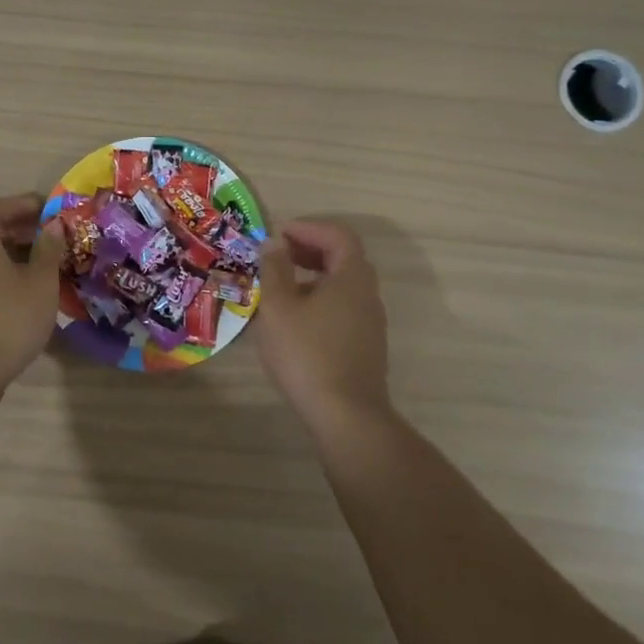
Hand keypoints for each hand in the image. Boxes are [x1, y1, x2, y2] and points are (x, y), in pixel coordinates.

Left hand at [0, 193, 61, 392]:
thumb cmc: (9, 321)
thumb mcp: (41, 283)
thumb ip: (48, 250)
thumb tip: (53, 225)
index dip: (18, 203)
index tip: (44, 208)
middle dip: (11, 225)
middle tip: (39, 233)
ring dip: (3, 248)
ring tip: (34, 260)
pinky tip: (19, 286)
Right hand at [256, 221, 391, 428]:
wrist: (345, 416)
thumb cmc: (307, 354)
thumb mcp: (278, 307)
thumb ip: (274, 269)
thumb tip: (274, 244)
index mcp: (352, 278)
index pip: (338, 236)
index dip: (308, 228)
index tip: (279, 233)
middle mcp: (367, 295)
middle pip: (343, 258)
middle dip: (309, 249)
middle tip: (278, 255)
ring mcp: (370, 322)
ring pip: (342, 285)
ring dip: (313, 275)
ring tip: (280, 286)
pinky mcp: (364, 345)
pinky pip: (342, 307)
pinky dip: (319, 299)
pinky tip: (294, 319)